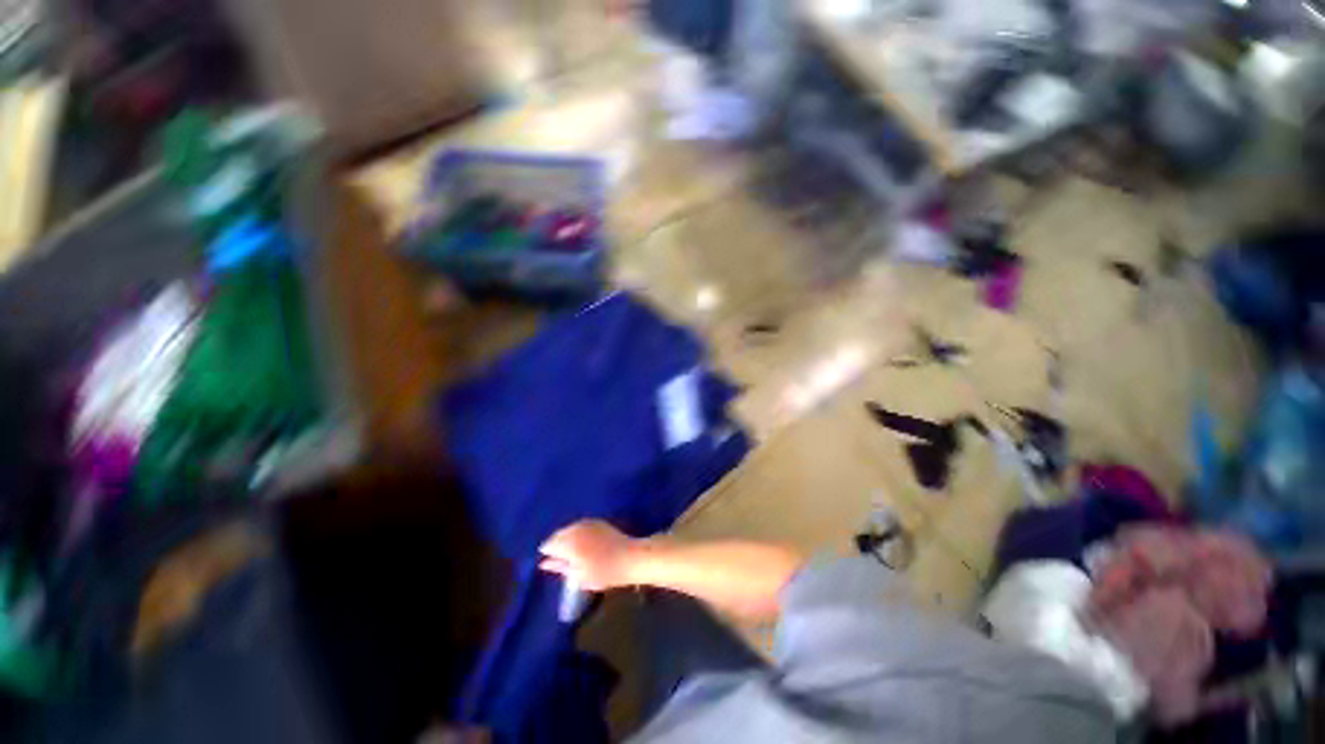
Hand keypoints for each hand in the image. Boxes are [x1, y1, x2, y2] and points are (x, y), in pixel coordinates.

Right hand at [538, 520, 638, 591]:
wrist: (628, 557)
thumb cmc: (602, 572)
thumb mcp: (578, 575)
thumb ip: (559, 567)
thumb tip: (544, 563)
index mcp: (568, 542)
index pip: (549, 544)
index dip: (548, 553)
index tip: (550, 562)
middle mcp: (575, 528)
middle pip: (559, 534)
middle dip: (557, 544)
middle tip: (560, 558)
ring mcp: (587, 523)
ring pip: (569, 528)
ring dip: (567, 538)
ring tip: (572, 551)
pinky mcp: (597, 521)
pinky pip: (581, 526)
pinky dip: (578, 533)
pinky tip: (583, 543)